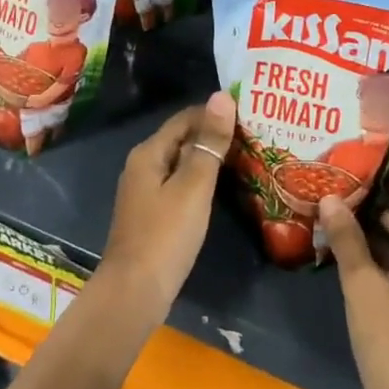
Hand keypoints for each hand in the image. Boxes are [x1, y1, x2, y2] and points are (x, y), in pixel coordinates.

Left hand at [98, 91, 235, 308]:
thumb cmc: (166, 234)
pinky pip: (179, 185)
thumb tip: (222, 96)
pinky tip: (222, 189)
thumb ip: (209, 142)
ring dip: (209, 159)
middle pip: (182, 139)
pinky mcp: (152, 215)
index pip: (185, 118)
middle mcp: (143, 166)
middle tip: (253, 135)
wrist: (134, 292)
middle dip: (213, 135)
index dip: (214, 113)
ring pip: (181, 163)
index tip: (249, 114)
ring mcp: (145, 192)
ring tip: (246, 158)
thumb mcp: (193, 185)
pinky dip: (200, 181)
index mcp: (149, 153)